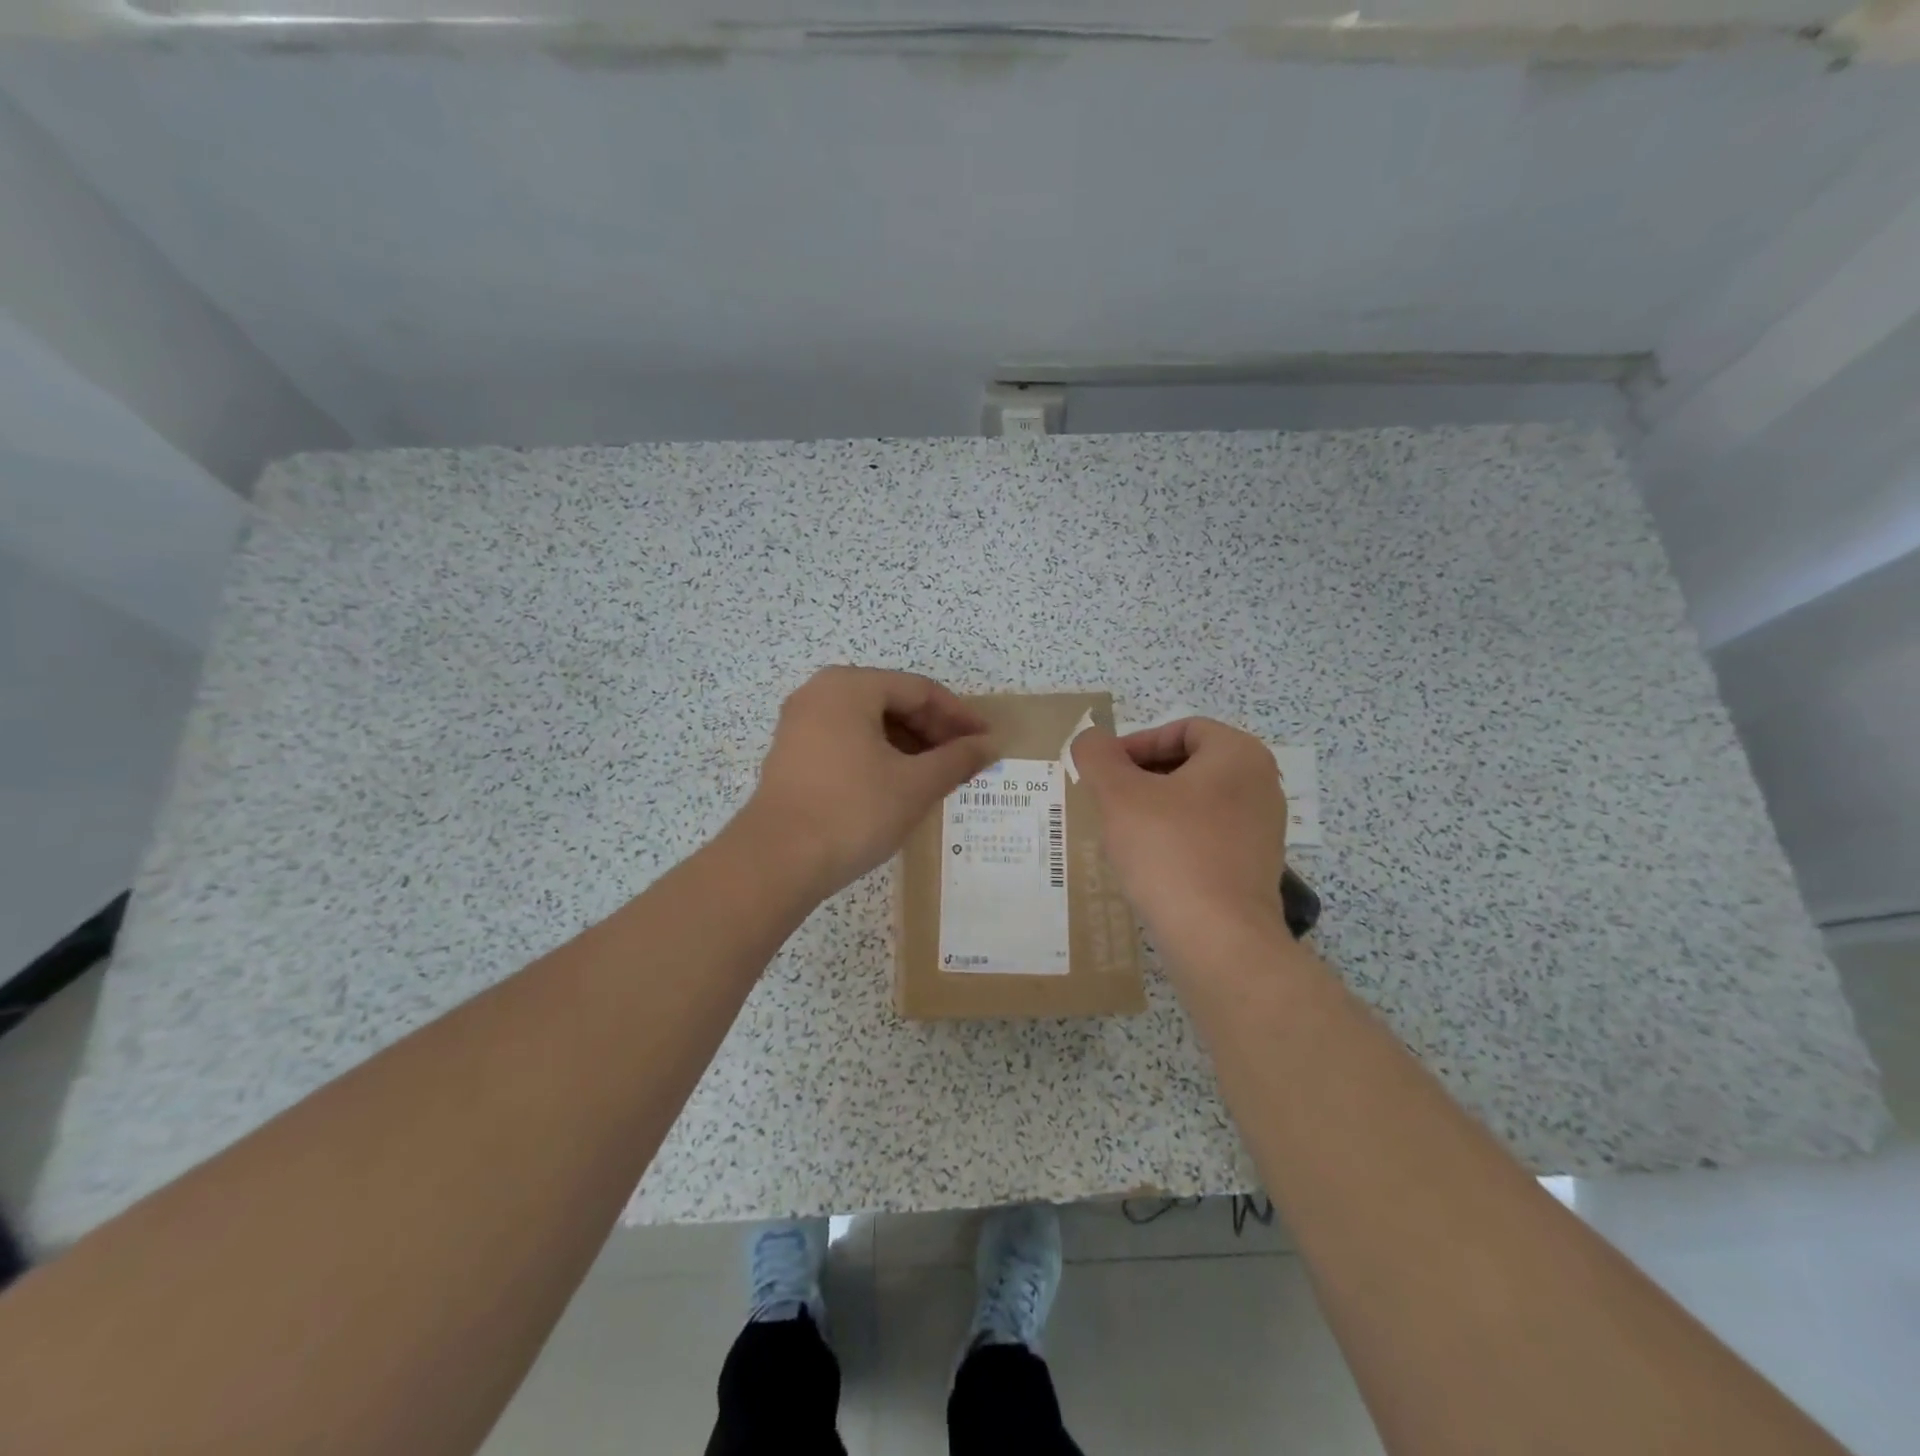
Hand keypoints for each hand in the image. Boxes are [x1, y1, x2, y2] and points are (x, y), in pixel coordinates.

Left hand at [743, 667, 997, 897]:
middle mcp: (820, 693)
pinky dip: (880, 756)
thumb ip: (957, 759)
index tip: (987, 741)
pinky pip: (848, 742)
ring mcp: (801, 724)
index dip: (959, 716)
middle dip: (934, 731)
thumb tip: (989, 745)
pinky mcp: (792, 755)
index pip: (920, 690)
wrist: (776, 861)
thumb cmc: (853, 811)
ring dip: (909, 746)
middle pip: (892, 701)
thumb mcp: (915, 785)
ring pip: (870, 724)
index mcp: (850, 686)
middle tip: (966, 761)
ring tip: (938, 776)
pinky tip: (900, 785)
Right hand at [1071, 718, 1287, 948]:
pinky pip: (1208, 835)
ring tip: (1122, 833)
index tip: (1105, 771)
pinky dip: (1177, 839)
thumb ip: (1097, 755)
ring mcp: (1263, 828)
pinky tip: (1149, 864)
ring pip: (1197, 802)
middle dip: (1143, 778)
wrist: (1219, 939)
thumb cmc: (1170, 851)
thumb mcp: (1119, 795)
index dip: (1136, 744)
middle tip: (1107, 800)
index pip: (1181, 729)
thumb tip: (1090, 739)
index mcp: (1238, 754)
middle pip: (1190, 764)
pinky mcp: (1256, 866)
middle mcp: (1261, 784)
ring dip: (1156, 809)